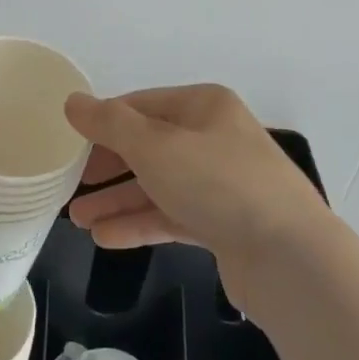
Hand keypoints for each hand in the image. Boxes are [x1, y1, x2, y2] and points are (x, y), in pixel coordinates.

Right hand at [64, 84, 327, 279]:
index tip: (68, 144)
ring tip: (77, 219)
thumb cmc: (218, 183)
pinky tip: (106, 238)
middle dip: (108, 166)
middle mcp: (214, 138)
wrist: (290, 257)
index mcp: (204, 106)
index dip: (103, 122)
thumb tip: (73, 102)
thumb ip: (110, 124)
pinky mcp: (225, 224)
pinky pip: (173, 216)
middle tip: (69, 185)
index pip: (142, 105)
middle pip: (149, 146)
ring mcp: (222, 183)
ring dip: (118, 200)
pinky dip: (141, 223)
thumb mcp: (156, 146)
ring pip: (159, 185)